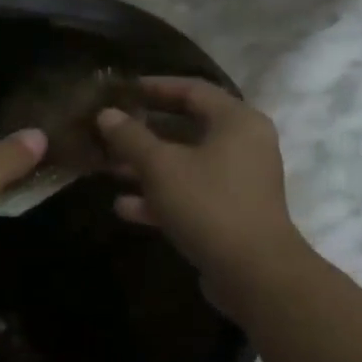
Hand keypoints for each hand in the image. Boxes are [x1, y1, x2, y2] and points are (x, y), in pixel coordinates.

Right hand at [95, 78, 307, 305]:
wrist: (255, 274)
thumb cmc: (208, 204)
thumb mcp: (160, 166)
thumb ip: (131, 137)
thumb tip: (106, 114)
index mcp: (236, 121)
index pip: (192, 90)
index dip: (154, 87)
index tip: (121, 91)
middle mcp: (243, 145)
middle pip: (187, 128)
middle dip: (144, 132)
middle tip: (109, 130)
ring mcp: (239, 182)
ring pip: (186, 164)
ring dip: (147, 166)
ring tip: (107, 168)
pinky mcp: (231, 213)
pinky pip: (191, 194)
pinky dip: (161, 197)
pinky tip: (124, 207)